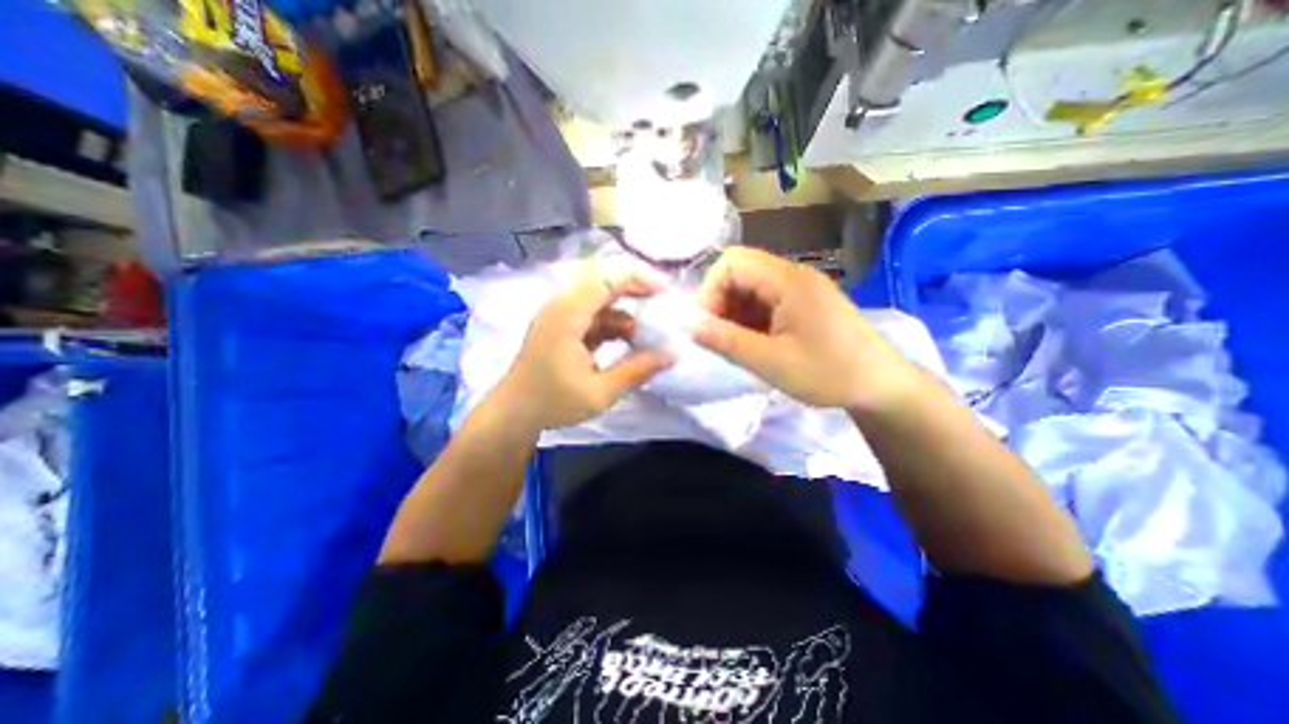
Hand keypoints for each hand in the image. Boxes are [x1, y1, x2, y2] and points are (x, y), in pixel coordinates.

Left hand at [496, 257, 675, 429]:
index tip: (666, 292)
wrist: (513, 414)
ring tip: (648, 332)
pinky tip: (629, 341)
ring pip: (601, 297)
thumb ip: (637, 370)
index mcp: (567, 315)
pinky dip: (614, 322)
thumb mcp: (600, 392)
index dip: (639, 277)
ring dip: (626, 309)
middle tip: (664, 303)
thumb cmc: (552, 403)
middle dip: (636, 287)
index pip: (606, 277)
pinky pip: (594, 313)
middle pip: (604, 279)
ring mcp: (561, 314)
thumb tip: (672, 354)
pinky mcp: (563, 325)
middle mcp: (562, 305)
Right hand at [695, 245, 916, 408]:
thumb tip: (690, 326)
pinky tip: (755, 343)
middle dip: (721, 301)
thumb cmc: (828, 373)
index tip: (707, 325)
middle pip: (740, 271)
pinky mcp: (804, 302)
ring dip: (735, 311)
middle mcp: (793, 275)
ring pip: (751, 286)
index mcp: (788, 280)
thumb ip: (727, 341)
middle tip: (720, 337)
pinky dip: (751, 317)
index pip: (732, 262)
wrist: (881, 386)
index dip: (710, 290)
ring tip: (738, 344)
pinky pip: (766, 299)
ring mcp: (800, 288)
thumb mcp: (771, 362)